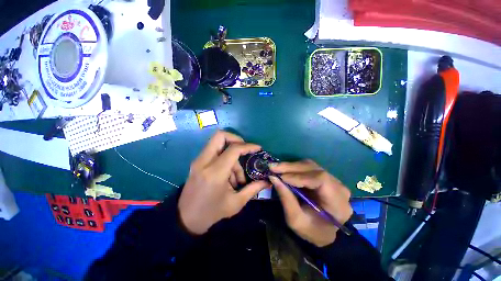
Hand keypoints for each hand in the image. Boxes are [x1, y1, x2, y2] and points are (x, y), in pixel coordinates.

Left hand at [178, 131, 270, 234]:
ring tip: (237, 176)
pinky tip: (228, 176)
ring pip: (218, 143)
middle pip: (220, 136)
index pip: (233, 149)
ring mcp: (198, 160)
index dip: (248, 146)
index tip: (257, 148)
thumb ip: (253, 189)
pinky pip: (214, 151)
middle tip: (245, 150)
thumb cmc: (212, 212)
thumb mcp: (236, 203)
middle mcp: (204, 162)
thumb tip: (267, 181)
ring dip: (231, 154)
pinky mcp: (197, 162)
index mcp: (215, 173)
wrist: (186, 219)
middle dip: (236, 139)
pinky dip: (225, 158)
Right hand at [269, 160, 352, 246]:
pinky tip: (284, 170)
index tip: (281, 178)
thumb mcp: (296, 220)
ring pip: (310, 165)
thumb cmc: (311, 231)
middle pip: (314, 169)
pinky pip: (308, 168)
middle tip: (273, 167)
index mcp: (337, 203)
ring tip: (276, 168)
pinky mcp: (324, 176)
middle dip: (291, 168)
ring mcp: (333, 180)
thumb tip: (273, 177)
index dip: (299, 176)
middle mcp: (338, 187)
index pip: (321, 180)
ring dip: (291, 166)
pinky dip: (294, 168)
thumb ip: (286, 198)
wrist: (324, 232)